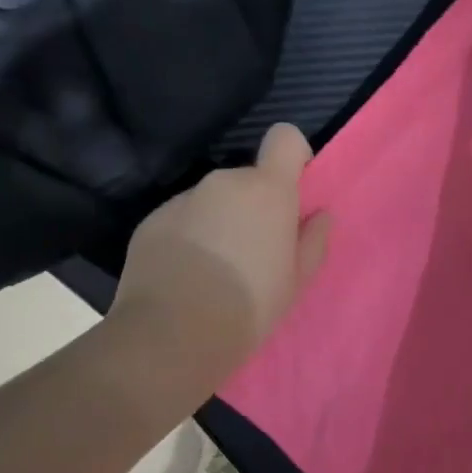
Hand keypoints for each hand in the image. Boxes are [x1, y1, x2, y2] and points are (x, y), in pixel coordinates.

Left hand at [109, 124, 330, 393]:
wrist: (171, 336)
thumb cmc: (248, 307)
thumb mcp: (296, 282)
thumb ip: (313, 240)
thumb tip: (319, 215)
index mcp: (267, 190)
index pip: (284, 137)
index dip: (292, 156)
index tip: (291, 190)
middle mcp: (224, 182)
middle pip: (247, 179)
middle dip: (253, 206)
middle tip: (253, 252)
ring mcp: (183, 198)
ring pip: (213, 201)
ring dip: (219, 221)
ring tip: (214, 270)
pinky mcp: (152, 220)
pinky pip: (182, 218)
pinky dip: (188, 236)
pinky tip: (184, 275)